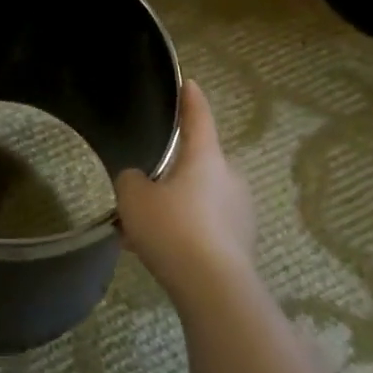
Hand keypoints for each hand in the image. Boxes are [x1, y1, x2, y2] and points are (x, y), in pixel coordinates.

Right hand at [115, 79, 256, 305]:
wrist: (214, 289)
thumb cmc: (173, 229)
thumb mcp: (135, 198)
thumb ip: (131, 180)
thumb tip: (139, 180)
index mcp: (207, 158)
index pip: (199, 117)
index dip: (191, 99)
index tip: (189, 83)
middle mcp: (230, 178)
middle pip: (198, 163)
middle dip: (173, 171)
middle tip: (145, 185)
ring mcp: (240, 212)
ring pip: (199, 199)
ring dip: (175, 206)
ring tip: (141, 229)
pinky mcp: (240, 243)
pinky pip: (205, 227)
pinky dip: (183, 232)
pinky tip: (156, 252)